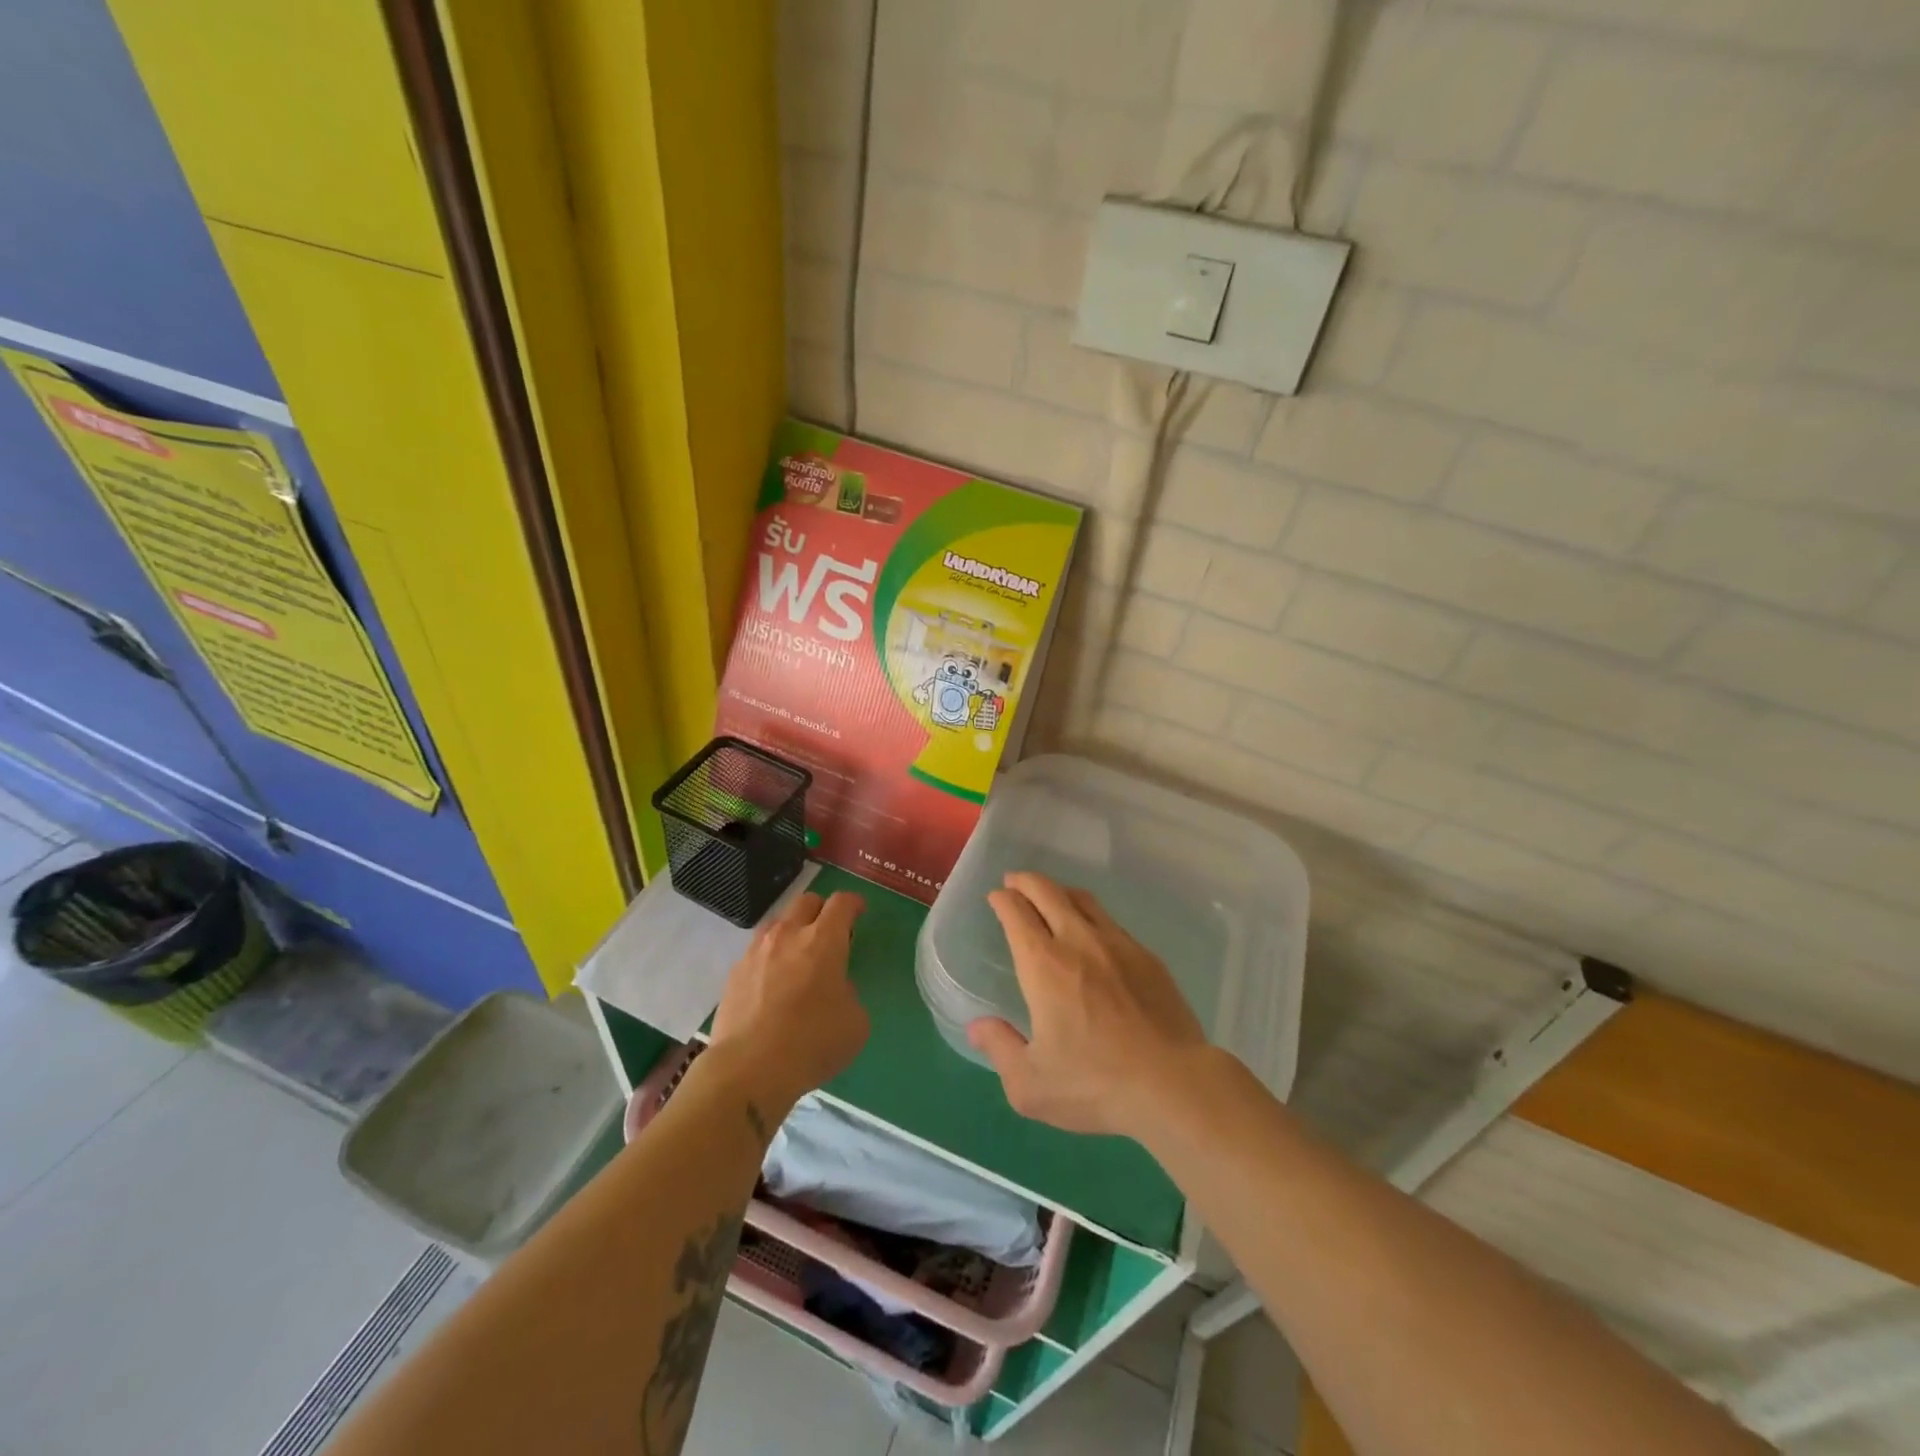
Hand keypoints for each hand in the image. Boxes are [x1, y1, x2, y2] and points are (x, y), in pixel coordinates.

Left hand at [710, 890, 868, 1111]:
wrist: (748, 1069)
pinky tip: (772, 984)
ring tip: (798, 955)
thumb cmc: (812, 1043)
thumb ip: (849, 993)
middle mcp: (788, 935)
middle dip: (822, 910)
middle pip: (806, 901)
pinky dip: (769, 958)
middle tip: (830, 932)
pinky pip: (756, 952)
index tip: (859, 911)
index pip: (841, 903)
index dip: (853, 903)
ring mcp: (756, 952)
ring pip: (777, 922)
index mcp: (823, 940)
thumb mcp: (855, 1022)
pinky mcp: (734, 974)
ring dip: (792, 930)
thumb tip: (834, 988)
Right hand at [968, 871, 1210, 1139]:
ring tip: (1051, 897)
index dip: (1003, 899)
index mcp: (1044, 965)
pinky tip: (1093, 934)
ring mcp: (1118, 944)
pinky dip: (1090, 915)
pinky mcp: (1147, 956)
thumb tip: (977, 1027)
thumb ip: (1000, 1049)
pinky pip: (1111, 922)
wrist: (1173, 1083)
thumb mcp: (1030, 1084)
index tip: (996, 897)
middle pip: (1048, 892)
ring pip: (1083, 900)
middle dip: (1026, 882)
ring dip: (1059, 891)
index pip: (1017, 913)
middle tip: (1015, 882)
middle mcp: (1078, 941)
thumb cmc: (1094, 1084)